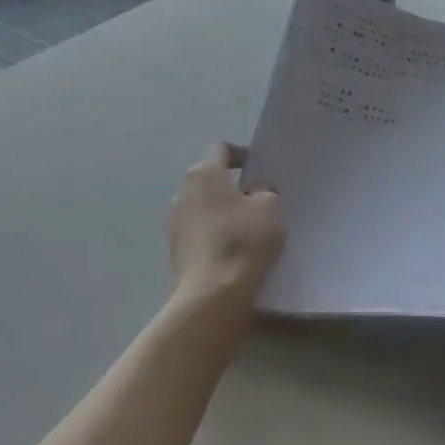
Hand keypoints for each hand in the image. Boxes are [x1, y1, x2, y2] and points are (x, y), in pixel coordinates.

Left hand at [167, 142, 285, 307]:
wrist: (212, 295)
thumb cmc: (243, 240)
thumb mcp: (271, 207)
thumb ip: (265, 190)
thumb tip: (254, 191)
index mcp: (204, 173)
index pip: (221, 149)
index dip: (240, 154)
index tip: (257, 168)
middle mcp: (182, 192)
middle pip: (209, 179)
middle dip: (230, 186)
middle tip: (255, 201)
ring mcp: (174, 223)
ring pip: (201, 208)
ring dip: (220, 213)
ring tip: (244, 230)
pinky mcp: (173, 251)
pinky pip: (197, 233)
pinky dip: (212, 235)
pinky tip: (231, 252)